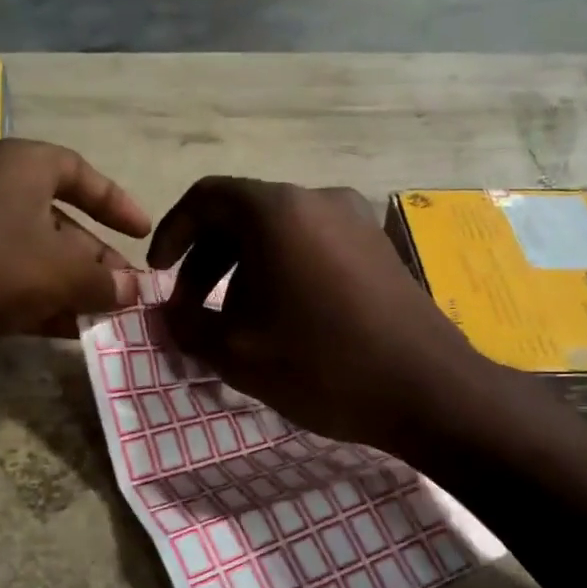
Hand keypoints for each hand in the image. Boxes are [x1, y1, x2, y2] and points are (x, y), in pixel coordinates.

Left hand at [0, 139, 150, 354]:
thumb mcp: (59, 271)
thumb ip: (103, 280)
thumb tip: (133, 290)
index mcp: (22, 166)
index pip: (80, 172)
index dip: (116, 202)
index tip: (142, 231)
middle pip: (58, 221)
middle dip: (95, 260)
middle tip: (124, 293)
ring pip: (31, 255)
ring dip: (69, 287)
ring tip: (99, 319)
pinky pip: (2, 277)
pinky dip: (34, 299)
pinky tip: (60, 329)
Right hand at [146, 177, 482, 455]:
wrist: (427, 389)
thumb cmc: (321, 364)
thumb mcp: (236, 353)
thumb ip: (186, 327)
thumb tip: (166, 316)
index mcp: (277, 211)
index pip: (206, 198)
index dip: (172, 233)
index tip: (159, 275)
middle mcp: (318, 199)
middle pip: (243, 215)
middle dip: (206, 261)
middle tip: (191, 309)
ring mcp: (356, 220)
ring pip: (279, 234)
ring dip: (244, 270)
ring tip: (235, 321)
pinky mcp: (379, 247)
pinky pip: (313, 246)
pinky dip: (283, 272)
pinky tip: (283, 319)